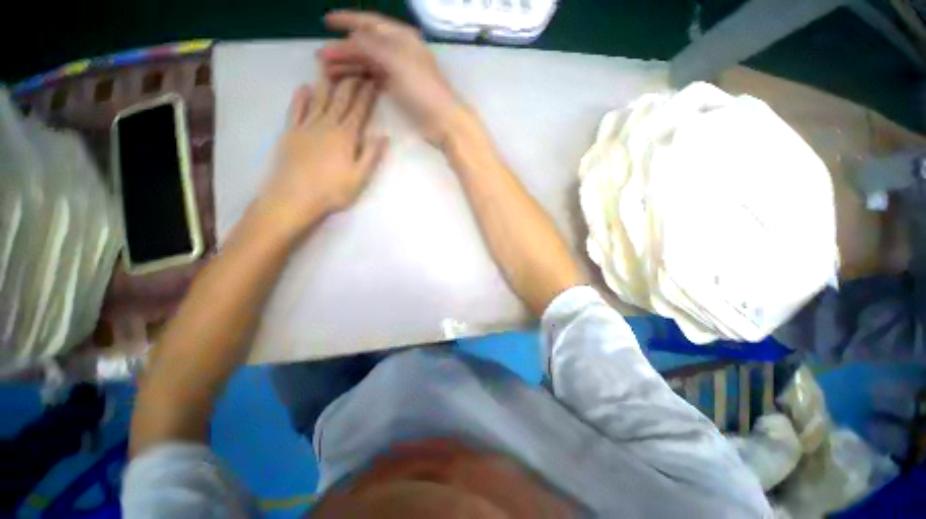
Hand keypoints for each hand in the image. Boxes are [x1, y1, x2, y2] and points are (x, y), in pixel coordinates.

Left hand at [255, 77, 387, 237]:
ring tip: (331, 67)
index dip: (367, 96)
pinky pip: (296, 110)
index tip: (372, 81)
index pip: (359, 111)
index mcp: (346, 137)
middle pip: (340, 100)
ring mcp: (306, 127)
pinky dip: (300, 98)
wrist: (294, 197)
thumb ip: (372, 155)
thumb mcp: (360, 177)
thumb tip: (384, 136)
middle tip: (356, 69)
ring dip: (326, 83)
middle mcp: (327, 125)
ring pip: (318, 99)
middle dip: (350, 84)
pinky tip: (304, 88)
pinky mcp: (290, 133)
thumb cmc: (333, 191)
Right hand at [319, 10, 467, 143]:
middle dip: (343, 50)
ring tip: (328, 73)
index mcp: (401, 38)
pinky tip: (349, 83)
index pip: (370, 23)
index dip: (348, 20)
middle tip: (321, 58)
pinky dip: (361, 80)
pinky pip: (375, 80)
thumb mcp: (396, 61)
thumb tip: (351, 38)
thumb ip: (371, 46)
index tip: (326, 21)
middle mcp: (398, 52)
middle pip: (365, 46)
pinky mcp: (399, 91)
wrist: (443, 120)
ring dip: (349, 66)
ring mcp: (398, 73)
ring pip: (368, 64)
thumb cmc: (423, 88)